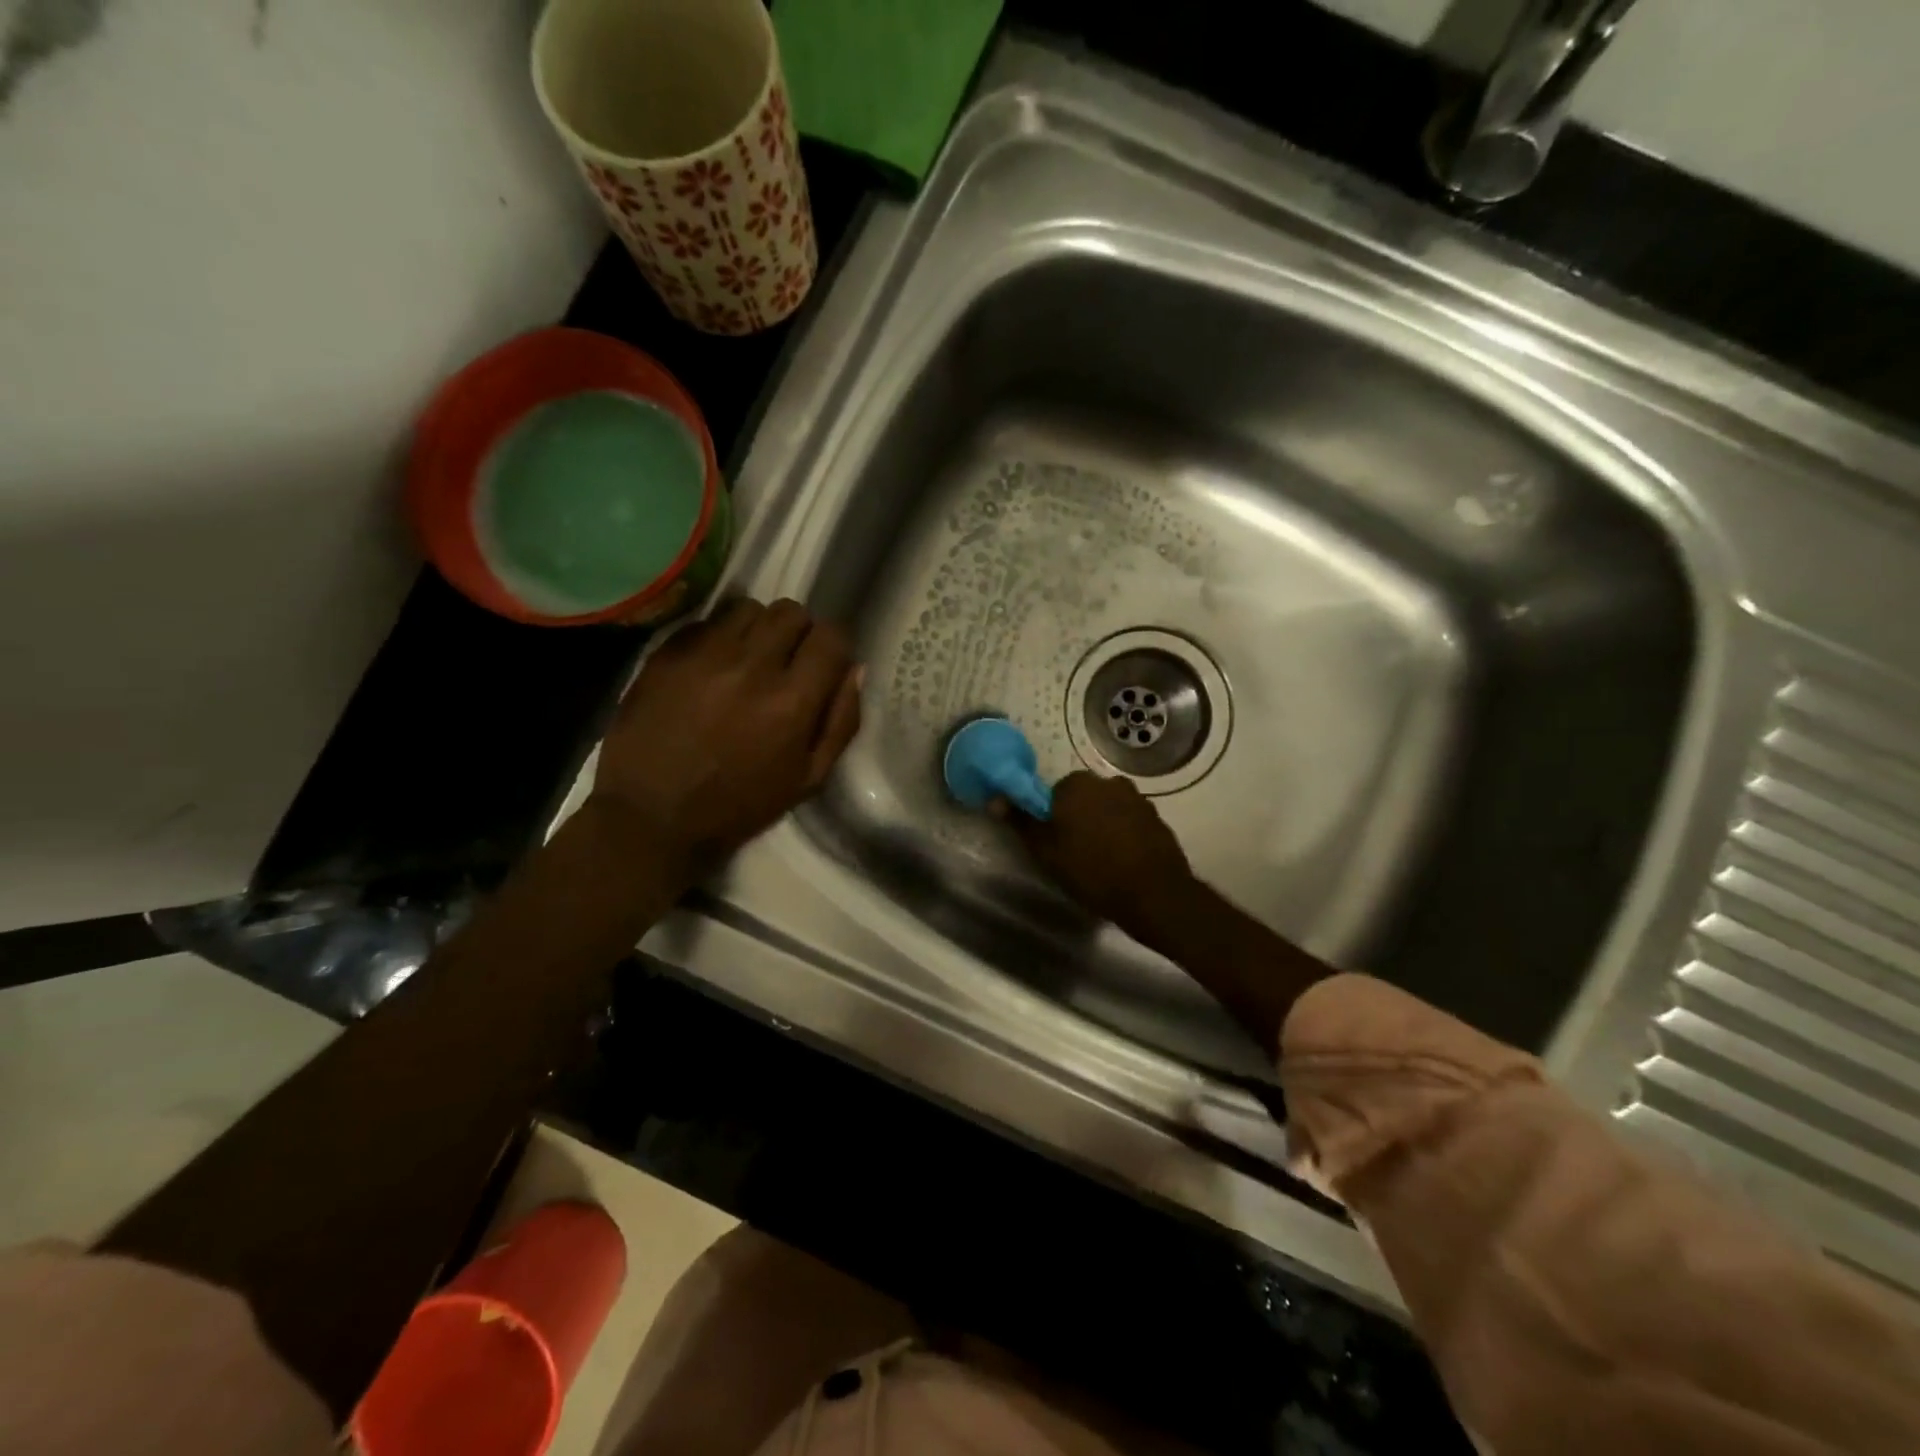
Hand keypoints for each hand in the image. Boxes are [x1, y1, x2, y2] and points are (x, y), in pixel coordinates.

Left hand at [592, 598, 861, 878]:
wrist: (651, 817)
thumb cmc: (739, 806)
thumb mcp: (808, 779)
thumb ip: (841, 722)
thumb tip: (854, 670)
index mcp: (792, 701)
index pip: (830, 637)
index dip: (833, 648)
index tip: (824, 664)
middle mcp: (752, 666)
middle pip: (791, 611)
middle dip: (798, 632)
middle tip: (787, 661)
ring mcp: (704, 655)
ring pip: (749, 609)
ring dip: (758, 629)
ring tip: (748, 659)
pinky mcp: (666, 653)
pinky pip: (706, 623)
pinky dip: (718, 639)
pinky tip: (711, 670)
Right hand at [1002, 771, 1196, 947]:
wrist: (1154, 894)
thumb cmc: (1092, 872)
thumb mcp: (1047, 852)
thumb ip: (1021, 822)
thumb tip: (995, 799)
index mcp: (1076, 785)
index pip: (1054, 793)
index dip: (1051, 818)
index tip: (1055, 843)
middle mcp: (1107, 782)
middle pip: (1082, 797)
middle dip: (1078, 818)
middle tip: (1075, 853)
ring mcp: (1136, 798)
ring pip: (1107, 808)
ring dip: (1102, 825)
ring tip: (1102, 860)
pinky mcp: (1156, 816)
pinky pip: (1130, 820)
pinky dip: (1124, 834)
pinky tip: (1124, 860)